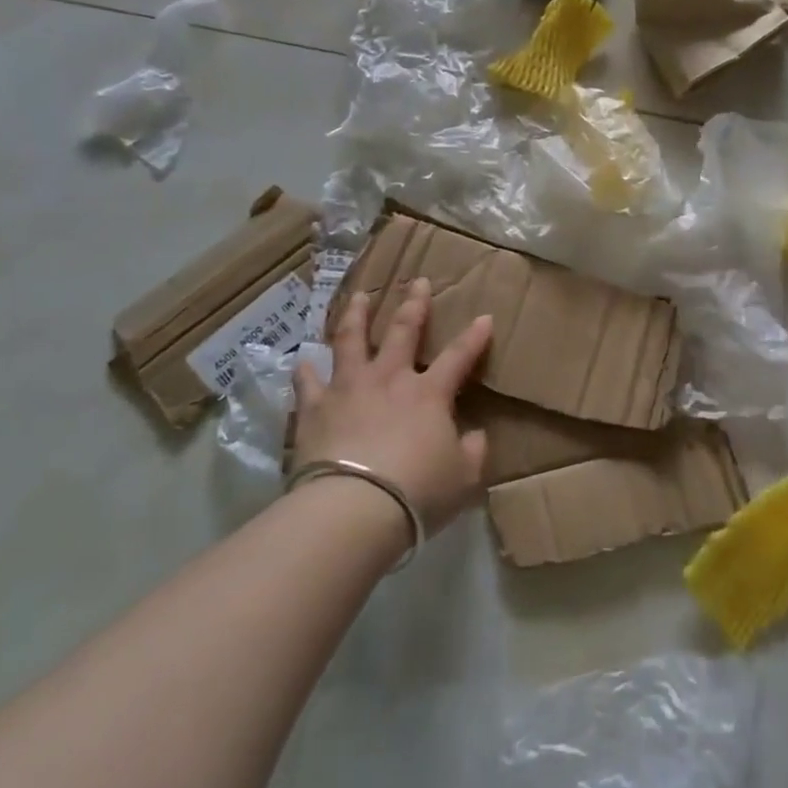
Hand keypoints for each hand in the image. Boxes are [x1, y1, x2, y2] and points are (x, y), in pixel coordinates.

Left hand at [291, 279, 491, 534]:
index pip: (458, 357)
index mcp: (428, 394)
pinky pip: (308, 382)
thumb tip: (476, 436)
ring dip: (356, 315)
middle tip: (418, 281)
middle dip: (414, 304)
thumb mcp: (463, 478)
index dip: (474, 337)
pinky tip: (303, 360)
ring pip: (351, 340)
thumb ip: (473, 452)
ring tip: (359, 296)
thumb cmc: (417, 492)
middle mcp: (389, 379)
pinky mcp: (315, 408)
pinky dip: (306, 370)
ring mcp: (349, 388)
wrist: (354, 507)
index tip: (484, 316)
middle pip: (403, 331)